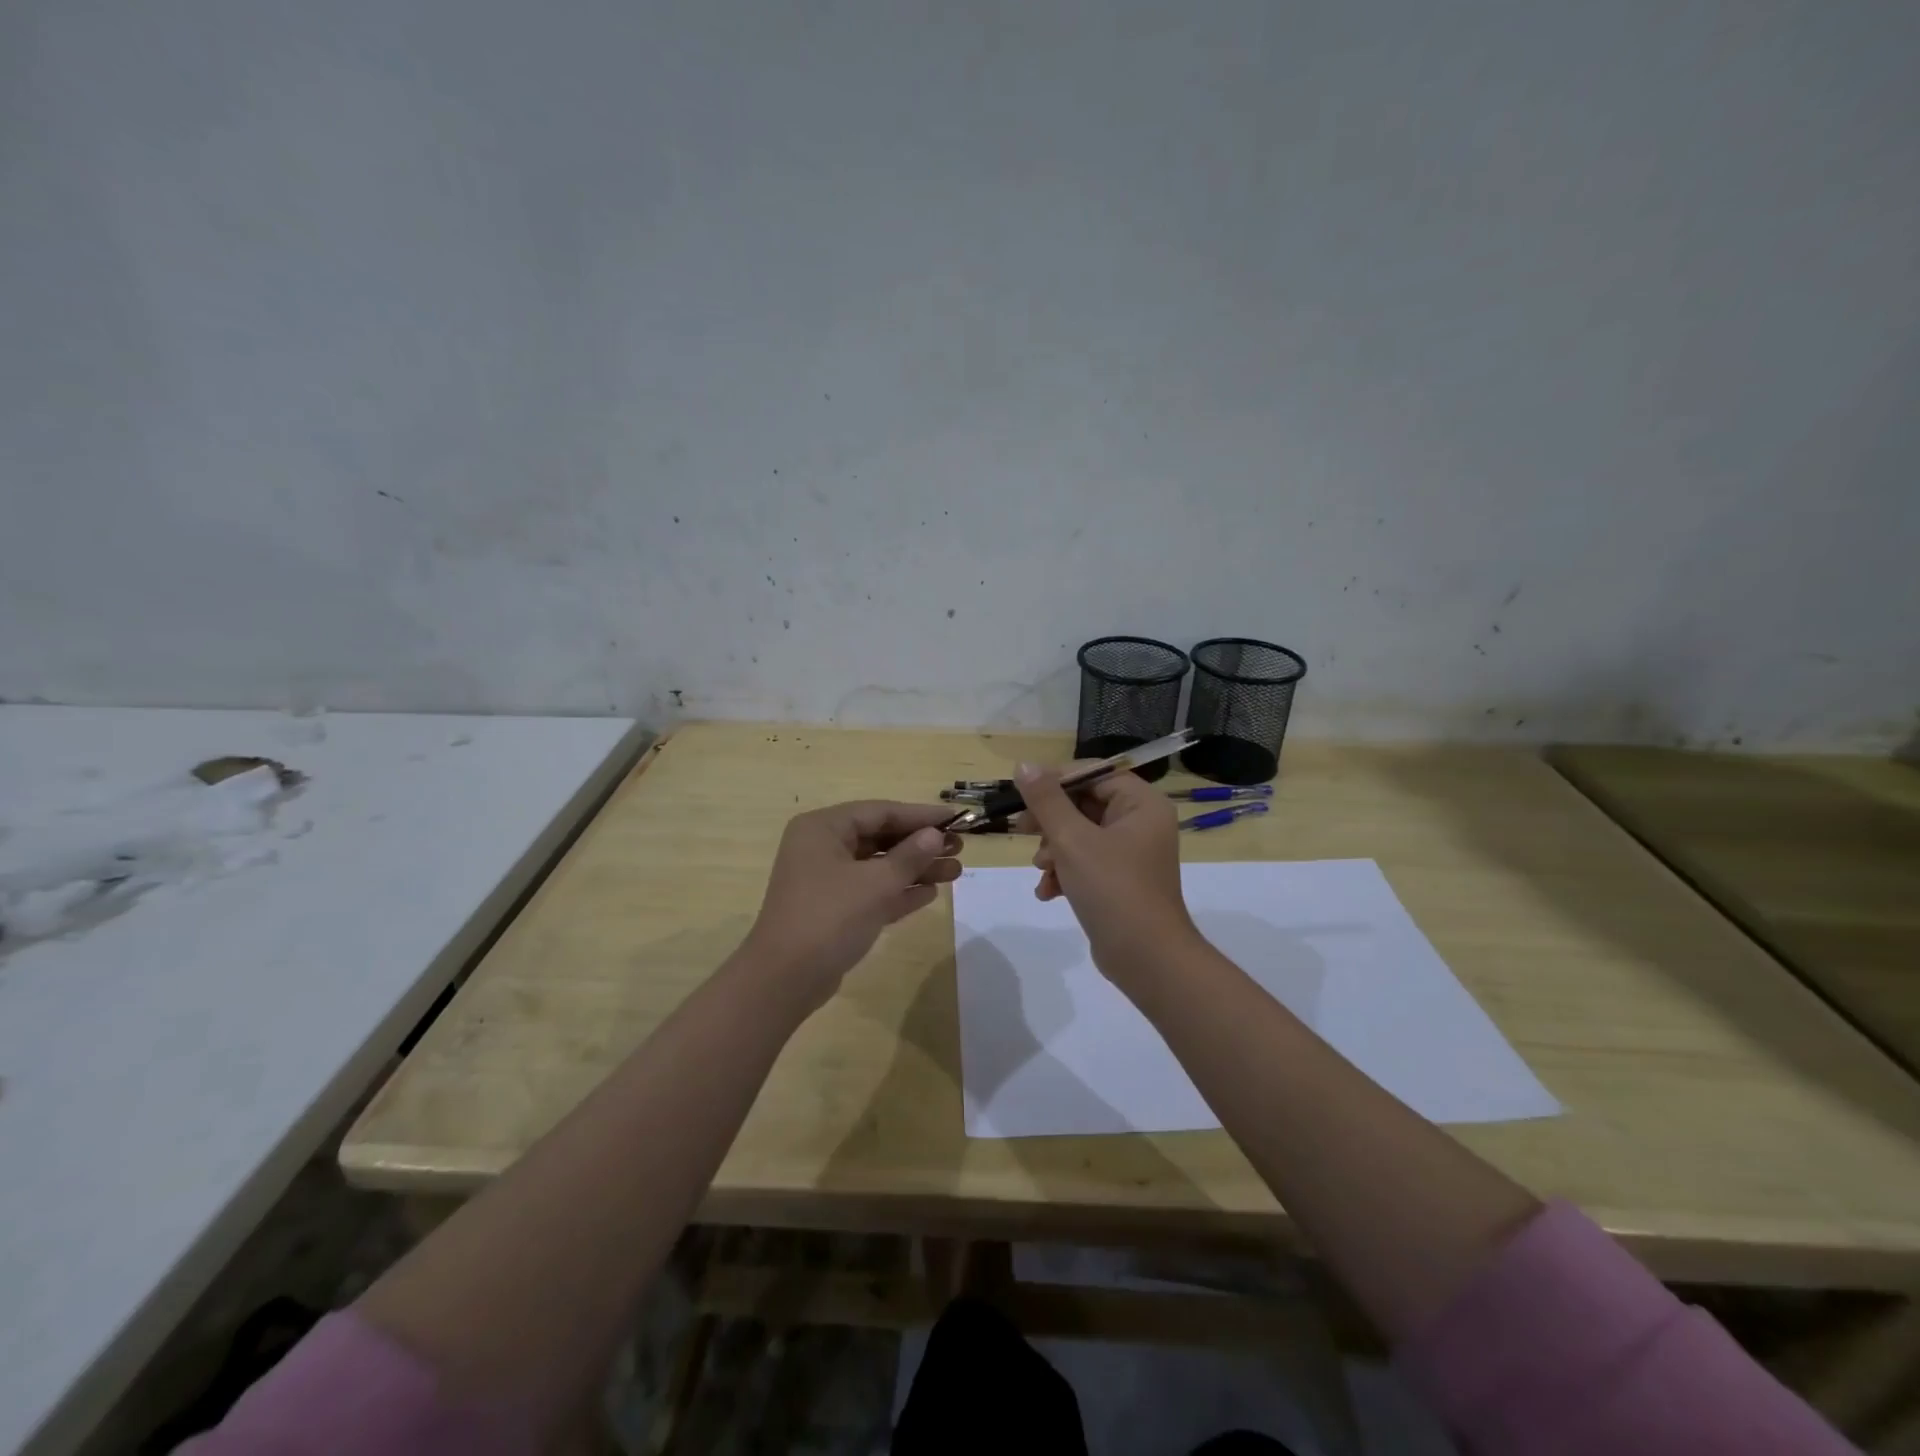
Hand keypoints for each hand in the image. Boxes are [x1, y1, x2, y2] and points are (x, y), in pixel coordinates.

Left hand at [740, 800, 961, 1009]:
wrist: (784, 980)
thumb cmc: (829, 918)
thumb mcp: (876, 884)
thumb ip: (909, 856)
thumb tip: (935, 836)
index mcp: (823, 828)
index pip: (880, 811)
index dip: (921, 816)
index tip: (957, 820)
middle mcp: (822, 847)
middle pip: (880, 837)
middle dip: (921, 844)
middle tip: (960, 849)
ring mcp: (825, 880)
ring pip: (878, 866)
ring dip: (915, 869)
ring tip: (956, 872)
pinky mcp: (833, 910)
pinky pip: (871, 891)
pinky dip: (898, 891)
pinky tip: (930, 893)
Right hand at [1016, 763, 1196, 981]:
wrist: (1146, 959)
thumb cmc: (1112, 889)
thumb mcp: (1072, 840)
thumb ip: (1046, 800)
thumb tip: (1024, 765)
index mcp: (1141, 803)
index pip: (1093, 774)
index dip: (1055, 781)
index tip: (1022, 795)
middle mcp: (1141, 822)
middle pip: (1084, 804)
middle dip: (1051, 822)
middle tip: (1022, 830)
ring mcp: (1132, 853)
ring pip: (1080, 835)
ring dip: (1054, 850)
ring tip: (1042, 869)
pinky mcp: (1120, 880)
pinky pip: (1086, 862)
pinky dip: (1065, 872)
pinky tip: (1049, 892)